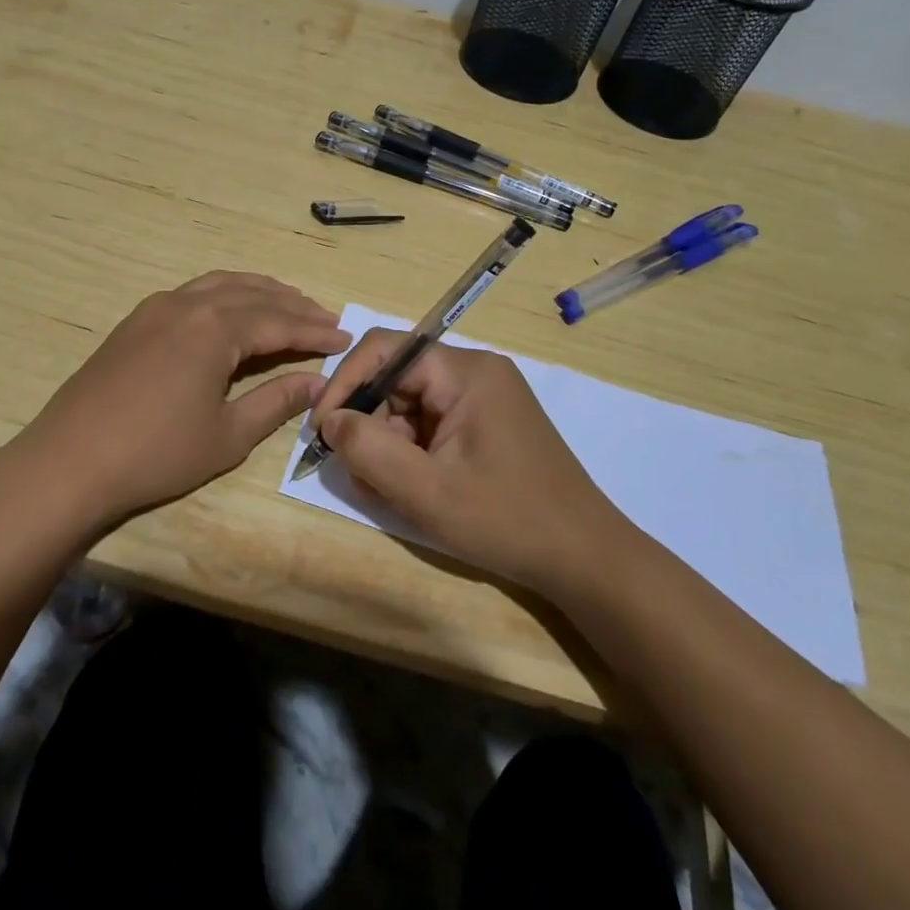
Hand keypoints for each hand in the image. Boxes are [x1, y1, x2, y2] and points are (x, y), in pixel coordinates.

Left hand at [13, 272, 350, 531]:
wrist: (69, 461)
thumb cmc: (156, 454)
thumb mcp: (228, 435)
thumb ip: (276, 402)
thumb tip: (317, 383)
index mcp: (215, 329)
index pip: (280, 322)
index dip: (315, 331)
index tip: (345, 338)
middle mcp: (188, 305)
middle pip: (253, 294)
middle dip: (293, 305)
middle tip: (325, 318)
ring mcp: (156, 308)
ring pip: (220, 285)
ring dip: (259, 292)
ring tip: (287, 303)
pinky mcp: (135, 321)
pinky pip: (192, 293)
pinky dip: (224, 295)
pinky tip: (230, 312)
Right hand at [313, 329, 628, 592]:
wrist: (585, 559)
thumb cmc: (506, 520)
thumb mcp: (426, 491)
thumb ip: (369, 449)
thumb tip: (331, 420)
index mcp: (466, 372)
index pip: (385, 350)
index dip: (345, 383)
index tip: (323, 430)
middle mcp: (475, 373)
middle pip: (397, 379)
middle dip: (368, 423)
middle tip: (356, 472)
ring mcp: (484, 399)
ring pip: (410, 405)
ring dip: (388, 444)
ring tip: (385, 490)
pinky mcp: (487, 425)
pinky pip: (432, 425)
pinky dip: (411, 453)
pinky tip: (410, 489)